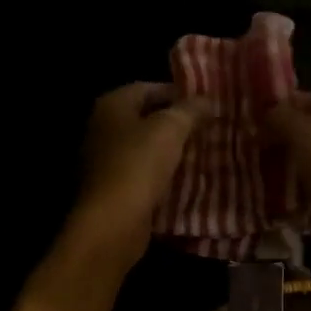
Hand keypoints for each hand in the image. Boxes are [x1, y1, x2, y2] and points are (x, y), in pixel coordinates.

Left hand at [71, 82, 212, 267]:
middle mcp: (102, 128)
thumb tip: (206, 100)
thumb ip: (190, 110)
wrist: (113, 222)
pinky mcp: (112, 189)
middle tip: (208, 129)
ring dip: (171, 151)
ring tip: (203, 154)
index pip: (148, 88)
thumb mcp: (171, 129)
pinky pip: (142, 175)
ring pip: (145, 148)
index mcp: (111, 105)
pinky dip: (162, 175)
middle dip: (176, 124)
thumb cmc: (139, 165)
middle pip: (146, 118)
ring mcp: (104, 161)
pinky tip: (186, 181)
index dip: (178, 93)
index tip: (206, 105)